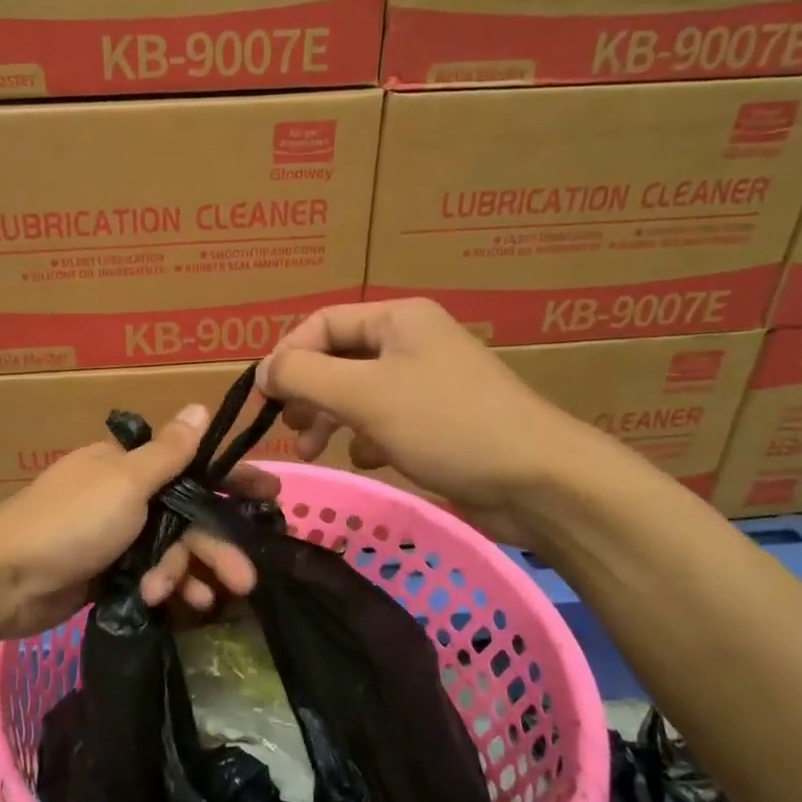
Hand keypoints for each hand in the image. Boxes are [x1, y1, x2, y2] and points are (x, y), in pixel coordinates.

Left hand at [0, 404, 264, 637]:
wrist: (3, 581)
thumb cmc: (70, 521)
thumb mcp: (124, 482)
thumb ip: (168, 452)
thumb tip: (199, 405)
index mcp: (127, 464)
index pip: (192, 466)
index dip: (232, 480)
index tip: (271, 495)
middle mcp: (123, 495)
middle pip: (185, 516)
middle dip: (214, 546)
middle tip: (247, 579)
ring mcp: (113, 536)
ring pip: (170, 550)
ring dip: (187, 573)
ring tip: (202, 601)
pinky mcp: (105, 573)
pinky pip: (149, 577)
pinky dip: (163, 588)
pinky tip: (172, 605)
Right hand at [257, 299, 598, 544]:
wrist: (539, 481)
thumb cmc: (446, 424)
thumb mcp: (364, 395)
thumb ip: (303, 376)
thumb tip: (262, 371)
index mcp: (398, 319)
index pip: (322, 323)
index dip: (288, 356)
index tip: (266, 397)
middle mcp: (412, 342)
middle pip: (338, 358)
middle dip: (308, 392)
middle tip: (289, 425)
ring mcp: (427, 383)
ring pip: (357, 392)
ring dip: (329, 418)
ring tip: (312, 450)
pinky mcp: (438, 421)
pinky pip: (384, 419)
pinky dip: (365, 436)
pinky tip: (368, 458)